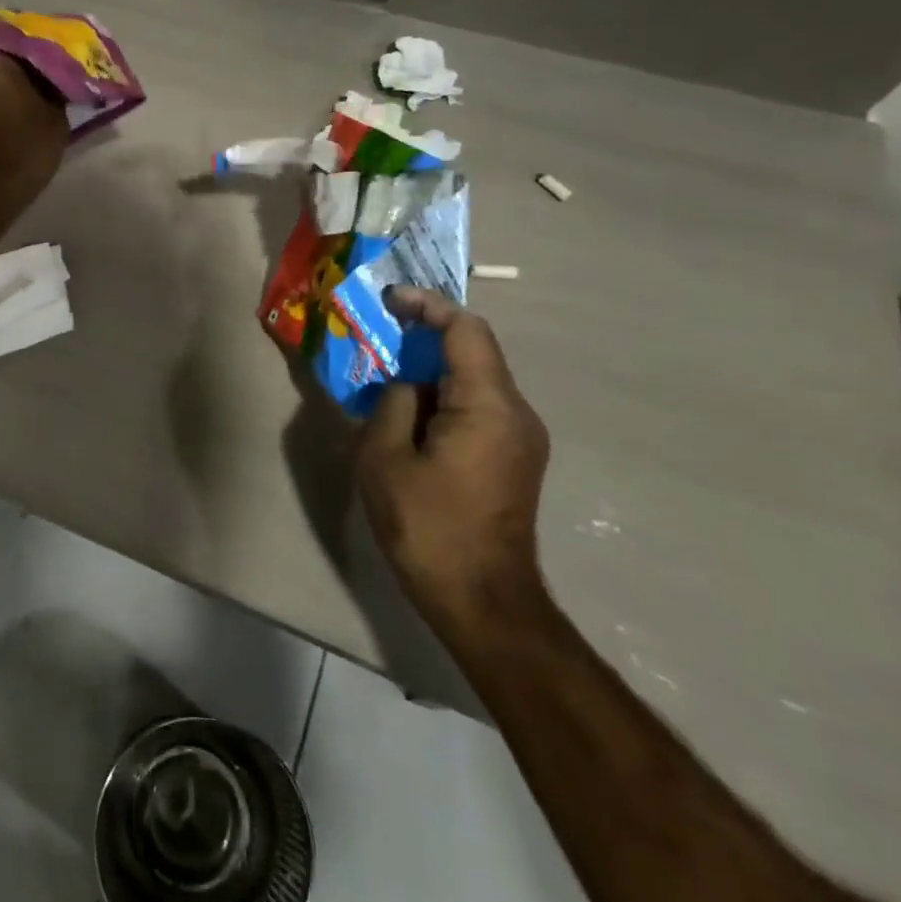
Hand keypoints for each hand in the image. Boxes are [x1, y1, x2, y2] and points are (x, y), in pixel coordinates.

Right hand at [355, 287, 549, 619]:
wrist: (483, 602)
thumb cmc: (428, 527)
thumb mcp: (385, 458)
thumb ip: (393, 403)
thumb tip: (407, 385)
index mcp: (489, 406)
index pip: (466, 330)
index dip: (427, 306)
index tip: (389, 300)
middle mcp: (517, 413)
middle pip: (474, 351)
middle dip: (426, 337)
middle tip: (378, 336)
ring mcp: (522, 438)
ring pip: (476, 380)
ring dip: (433, 370)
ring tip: (386, 377)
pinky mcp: (515, 459)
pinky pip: (479, 407)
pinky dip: (444, 397)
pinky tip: (410, 415)